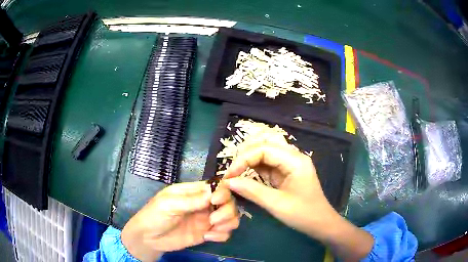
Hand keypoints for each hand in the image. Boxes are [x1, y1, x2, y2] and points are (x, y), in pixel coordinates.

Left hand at [121, 181, 238, 261]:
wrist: (149, 238)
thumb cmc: (154, 215)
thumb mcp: (169, 204)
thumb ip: (191, 200)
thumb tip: (214, 193)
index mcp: (194, 192)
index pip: (218, 187)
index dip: (223, 192)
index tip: (215, 202)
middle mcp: (204, 204)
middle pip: (229, 202)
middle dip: (226, 211)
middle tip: (213, 220)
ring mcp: (207, 219)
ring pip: (231, 217)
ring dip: (227, 223)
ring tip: (212, 229)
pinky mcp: (207, 233)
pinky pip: (225, 233)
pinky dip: (222, 235)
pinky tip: (208, 237)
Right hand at [224, 141, 372, 260]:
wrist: (320, 223)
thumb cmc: (303, 214)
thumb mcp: (277, 204)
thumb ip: (252, 191)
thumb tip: (228, 181)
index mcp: (295, 160)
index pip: (264, 149)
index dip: (243, 159)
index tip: (229, 175)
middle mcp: (293, 156)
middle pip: (265, 144)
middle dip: (245, 154)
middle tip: (231, 171)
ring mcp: (289, 163)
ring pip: (265, 151)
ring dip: (248, 159)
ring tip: (235, 171)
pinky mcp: (285, 172)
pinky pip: (267, 163)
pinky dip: (254, 167)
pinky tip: (244, 174)